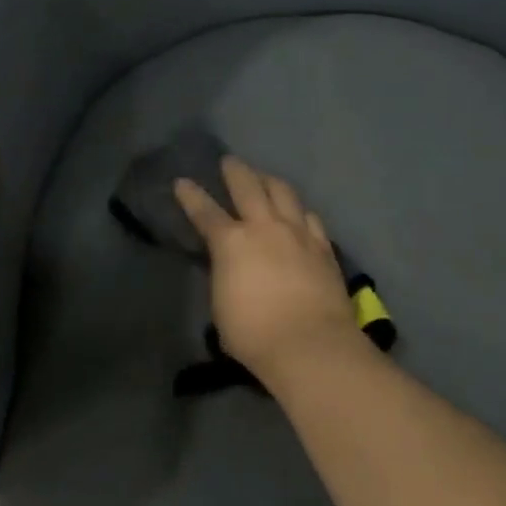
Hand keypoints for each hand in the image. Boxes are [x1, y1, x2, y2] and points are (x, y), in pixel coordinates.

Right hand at [174, 158, 360, 385]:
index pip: (205, 212)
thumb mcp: (222, 307)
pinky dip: (299, 210)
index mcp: (232, 243)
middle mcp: (265, 227)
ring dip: (270, 180)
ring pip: (283, 193)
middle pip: (248, 187)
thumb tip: (230, 267)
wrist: (311, 343)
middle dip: (235, 171)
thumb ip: (224, 277)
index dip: (191, 196)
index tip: (182, 181)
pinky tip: (299, 212)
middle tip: (229, 161)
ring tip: (264, 177)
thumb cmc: (254, 334)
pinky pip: (310, 217)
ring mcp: (298, 233)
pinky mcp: (323, 247)